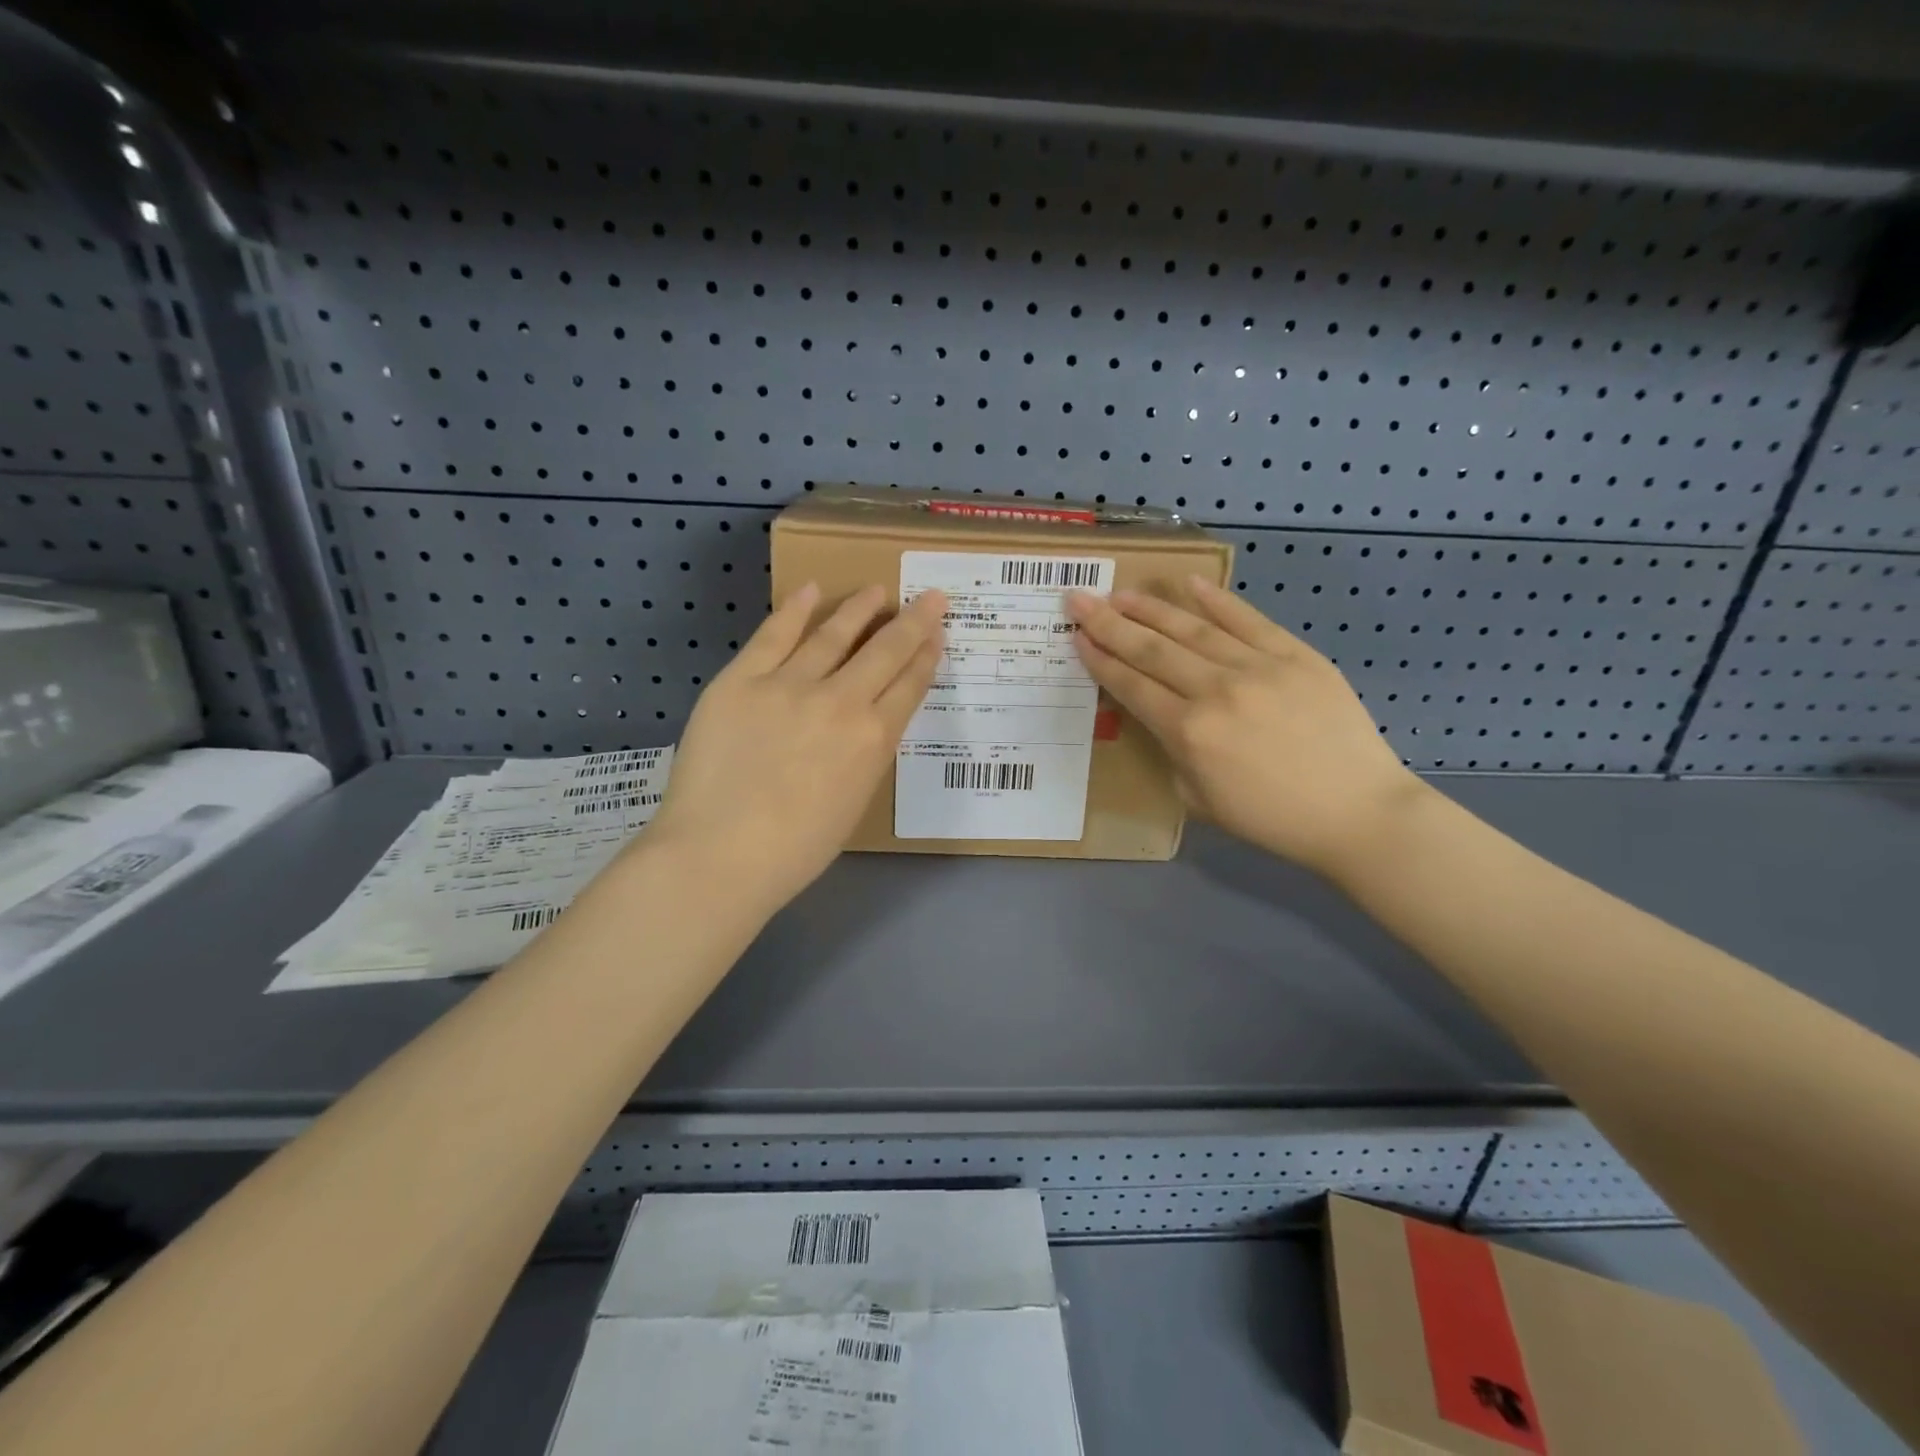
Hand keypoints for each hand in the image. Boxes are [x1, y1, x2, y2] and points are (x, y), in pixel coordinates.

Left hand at [647, 583, 945, 913]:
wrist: (719, 853)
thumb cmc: (794, 850)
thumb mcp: (852, 803)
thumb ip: (865, 756)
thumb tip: (865, 726)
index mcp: (873, 740)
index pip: (909, 686)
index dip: (927, 656)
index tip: (938, 635)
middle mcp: (841, 702)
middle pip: (886, 651)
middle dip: (914, 621)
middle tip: (932, 597)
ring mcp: (789, 685)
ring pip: (834, 634)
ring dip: (860, 608)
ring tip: (876, 590)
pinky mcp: (742, 679)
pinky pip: (773, 635)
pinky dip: (794, 609)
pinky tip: (810, 589)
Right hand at [1065, 576, 1423, 879]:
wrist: (1356, 810)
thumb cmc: (1271, 818)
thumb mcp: (1199, 799)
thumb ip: (1173, 752)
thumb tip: (1165, 716)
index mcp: (1189, 733)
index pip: (1131, 685)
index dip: (1100, 659)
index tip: (1076, 635)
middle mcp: (1215, 691)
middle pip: (1151, 649)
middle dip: (1109, 622)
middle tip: (1080, 598)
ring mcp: (1258, 667)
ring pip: (1192, 628)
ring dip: (1151, 607)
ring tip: (1121, 592)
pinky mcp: (1295, 655)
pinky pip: (1248, 620)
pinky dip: (1217, 600)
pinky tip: (1189, 583)